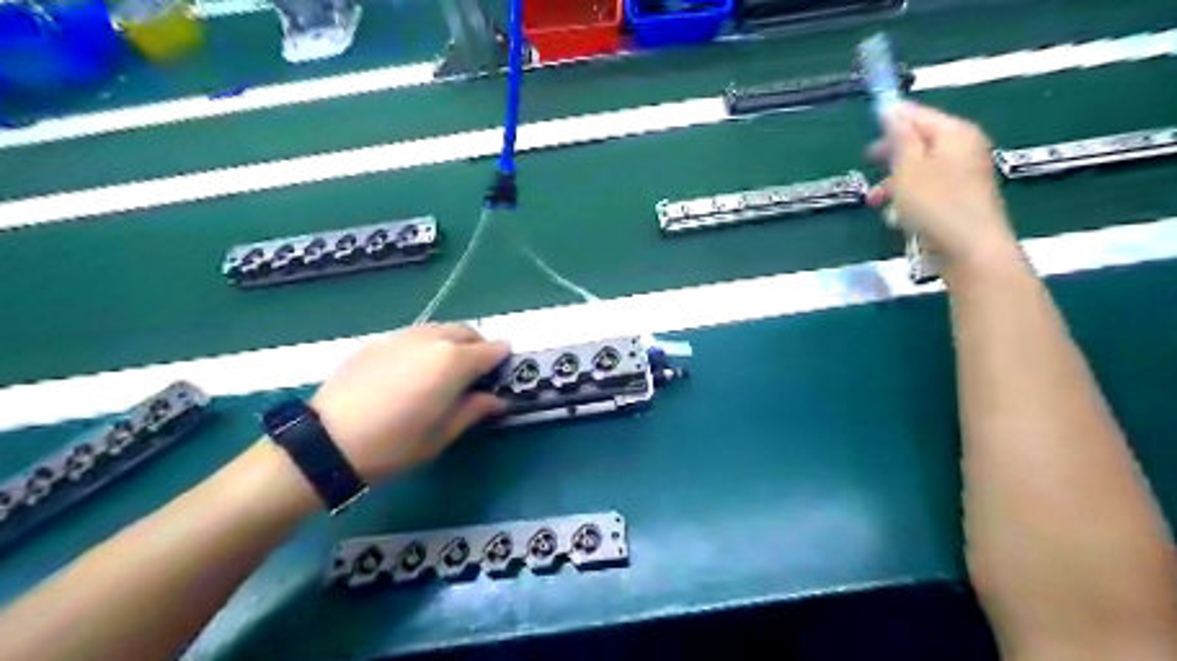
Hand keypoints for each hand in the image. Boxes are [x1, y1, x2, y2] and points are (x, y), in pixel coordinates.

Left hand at [313, 322, 510, 478]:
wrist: (326, 442)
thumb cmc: (394, 444)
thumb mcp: (442, 434)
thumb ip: (474, 410)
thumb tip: (497, 400)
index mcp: (453, 361)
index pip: (492, 350)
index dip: (502, 361)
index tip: (501, 375)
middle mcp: (431, 339)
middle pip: (467, 332)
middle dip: (478, 347)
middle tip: (474, 375)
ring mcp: (402, 336)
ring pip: (439, 330)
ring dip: (451, 343)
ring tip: (443, 371)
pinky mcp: (377, 342)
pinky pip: (413, 336)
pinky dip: (424, 346)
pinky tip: (410, 372)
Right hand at [861, 101, 1022, 275]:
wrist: (970, 250)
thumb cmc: (935, 205)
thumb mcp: (907, 168)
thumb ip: (899, 138)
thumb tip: (892, 110)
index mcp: (954, 133)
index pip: (917, 114)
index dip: (891, 118)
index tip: (867, 127)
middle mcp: (964, 147)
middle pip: (920, 140)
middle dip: (891, 154)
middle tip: (867, 164)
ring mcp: (965, 174)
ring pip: (921, 168)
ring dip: (894, 181)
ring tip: (874, 201)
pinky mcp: (961, 199)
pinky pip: (929, 188)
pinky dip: (909, 197)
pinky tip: (896, 216)